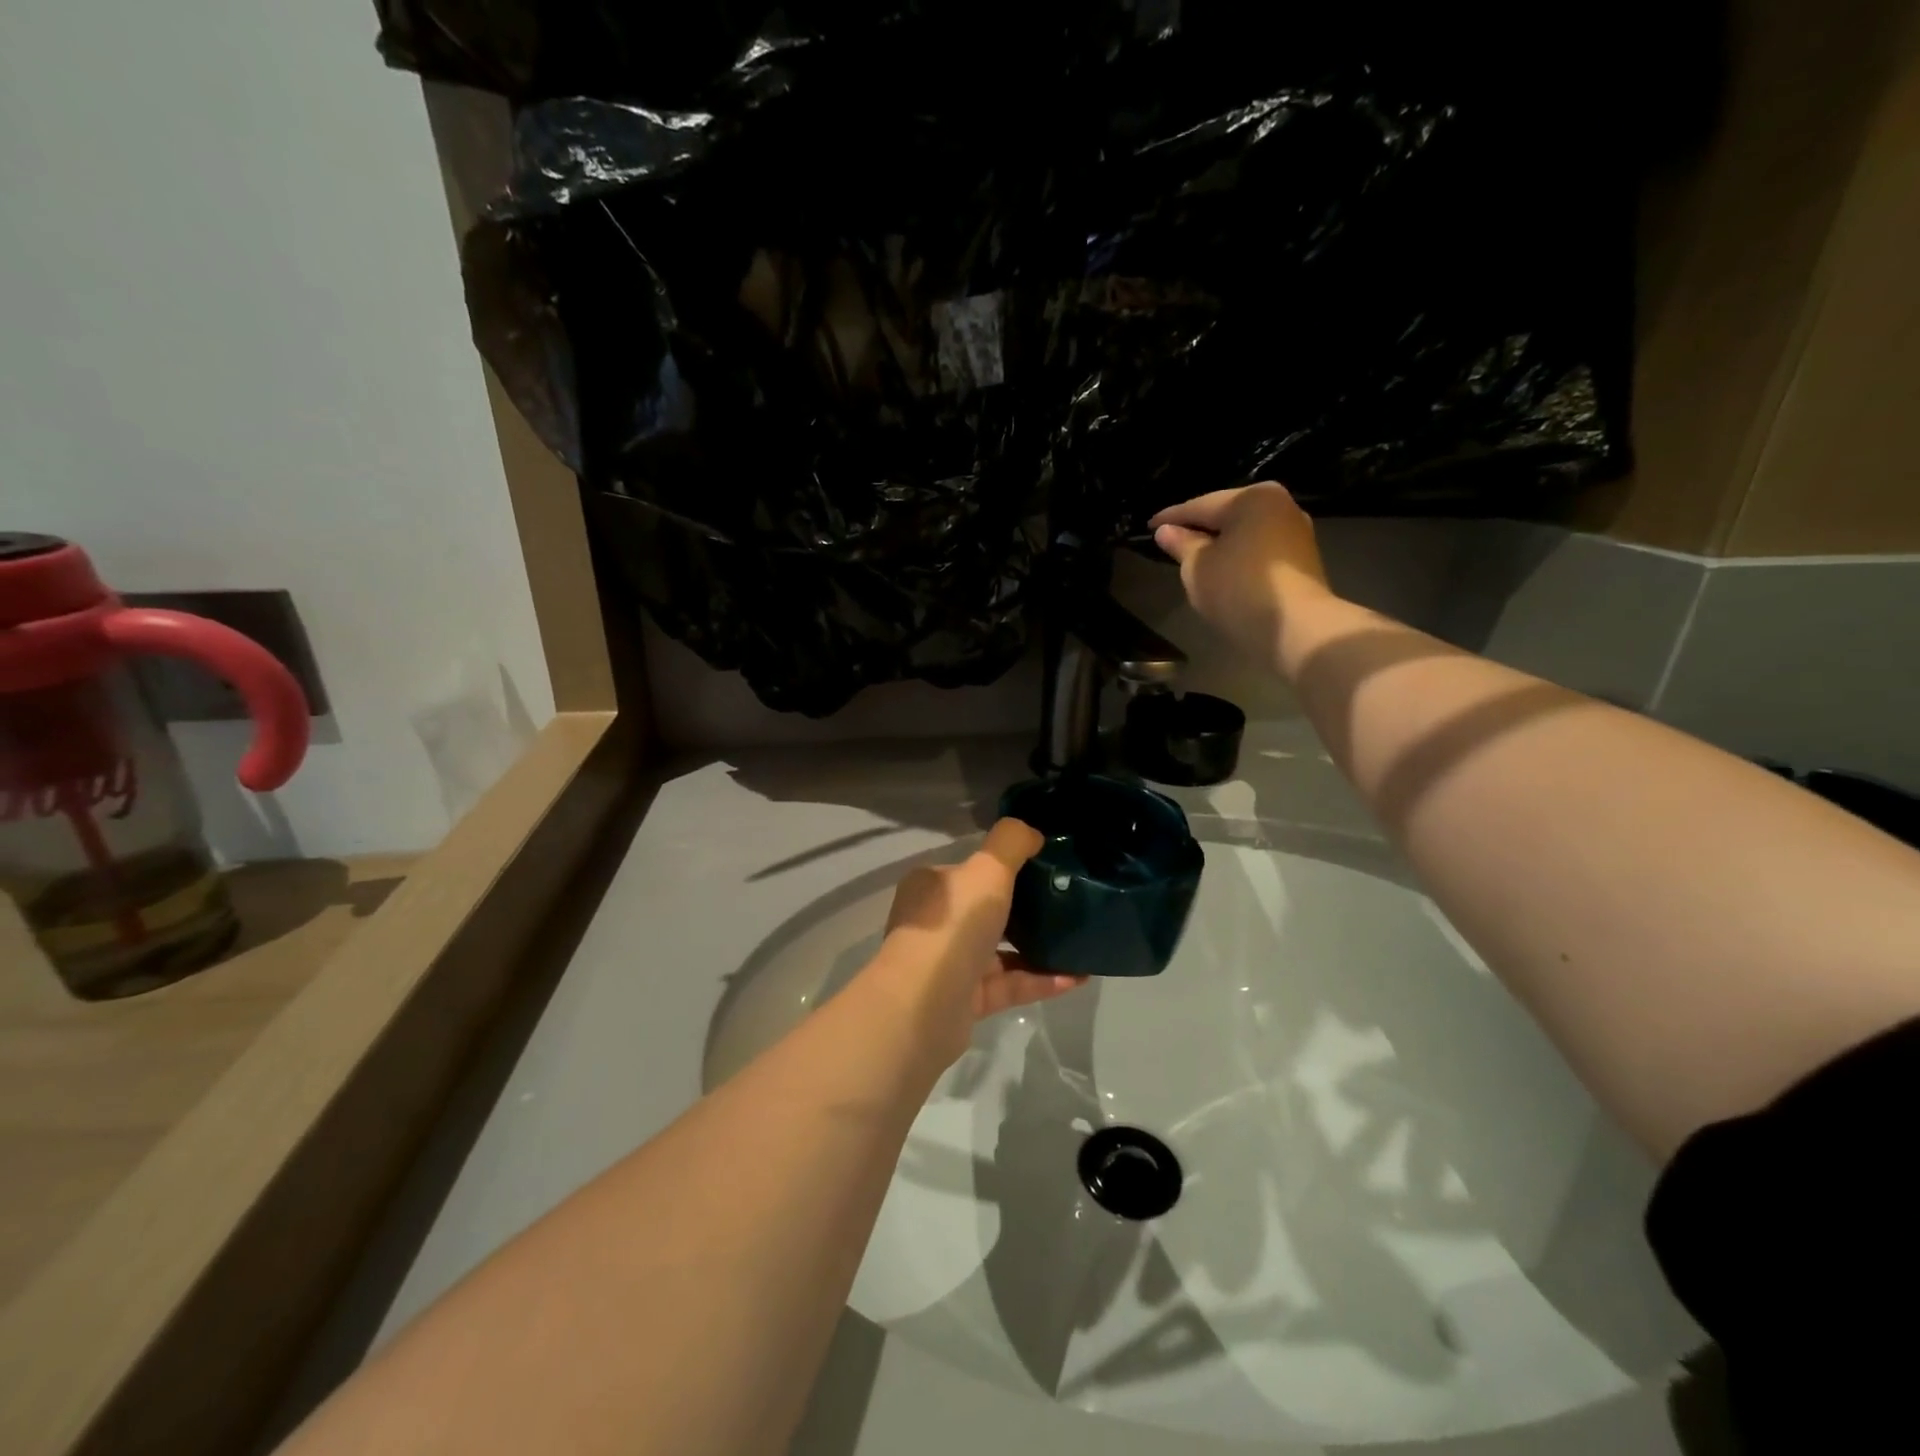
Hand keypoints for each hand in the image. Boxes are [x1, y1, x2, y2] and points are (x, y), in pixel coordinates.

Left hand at [874, 818, 1085, 1064]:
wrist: (924, 1006)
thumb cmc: (954, 926)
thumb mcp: (987, 869)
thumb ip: (1011, 843)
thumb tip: (1032, 834)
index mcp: (932, 887)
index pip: (969, 870)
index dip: (1002, 867)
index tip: (1043, 865)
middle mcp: (936, 923)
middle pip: (986, 910)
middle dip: (1025, 908)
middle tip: (1067, 901)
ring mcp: (948, 964)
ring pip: (1000, 950)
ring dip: (1038, 946)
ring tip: (1079, 939)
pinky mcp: (965, 1000)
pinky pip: (1009, 984)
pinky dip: (1040, 979)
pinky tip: (1077, 977)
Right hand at [1149, 484, 1329, 657]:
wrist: (1296, 628)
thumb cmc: (1238, 588)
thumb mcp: (1197, 567)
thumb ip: (1181, 545)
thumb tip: (1165, 531)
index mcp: (1252, 498)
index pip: (1200, 505)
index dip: (1170, 518)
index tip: (1148, 527)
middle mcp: (1280, 505)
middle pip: (1227, 515)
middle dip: (1198, 529)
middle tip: (1169, 541)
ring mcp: (1296, 532)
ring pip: (1245, 533)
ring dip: (1220, 544)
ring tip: (1193, 558)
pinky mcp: (1303, 559)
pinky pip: (1259, 550)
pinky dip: (1238, 556)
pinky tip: (1222, 571)